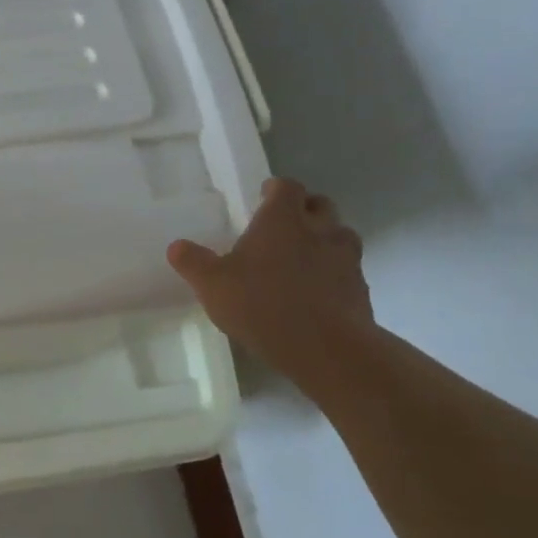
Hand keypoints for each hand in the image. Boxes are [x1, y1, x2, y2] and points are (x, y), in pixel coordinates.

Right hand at [167, 177, 372, 372]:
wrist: (326, 349)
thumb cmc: (262, 305)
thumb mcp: (212, 285)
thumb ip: (193, 262)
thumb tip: (177, 246)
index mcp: (282, 220)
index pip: (286, 187)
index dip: (276, 188)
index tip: (264, 196)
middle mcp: (319, 231)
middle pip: (320, 205)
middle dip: (305, 209)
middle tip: (285, 224)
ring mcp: (345, 260)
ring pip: (341, 236)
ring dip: (325, 239)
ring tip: (305, 257)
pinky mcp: (361, 290)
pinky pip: (349, 270)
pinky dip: (335, 273)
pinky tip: (318, 292)